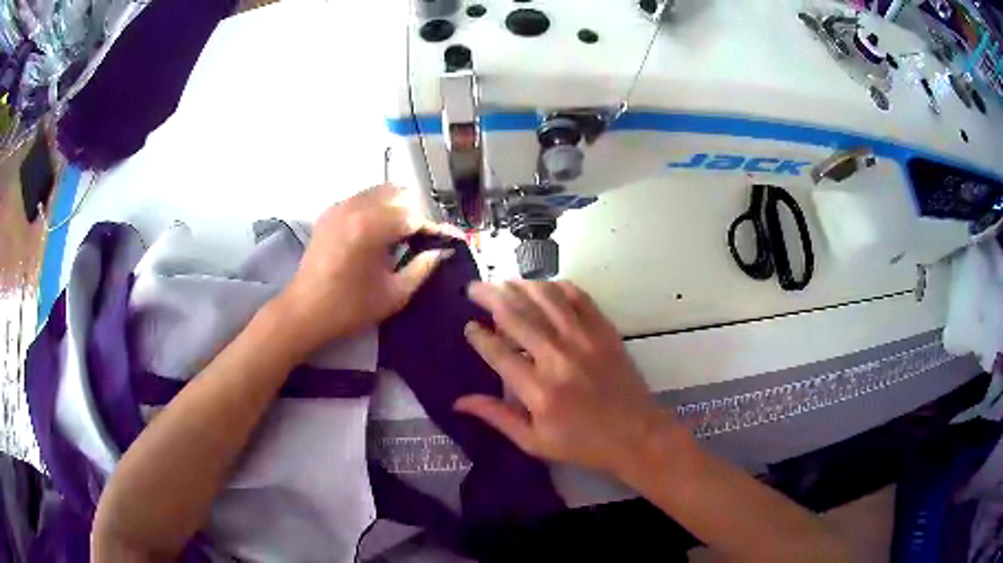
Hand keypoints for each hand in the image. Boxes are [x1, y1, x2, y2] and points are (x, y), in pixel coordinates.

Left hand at [275, 185, 458, 357]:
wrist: (304, 312)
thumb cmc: (350, 309)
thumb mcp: (394, 294)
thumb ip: (423, 268)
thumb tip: (444, 250)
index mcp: (371, 227)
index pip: (414, 216)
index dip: (434, 229)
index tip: (448, 241)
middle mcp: (355, 207)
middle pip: (399, 195)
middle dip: (415, 214)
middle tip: (422, 239)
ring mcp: (339, 207)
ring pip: (380, 192)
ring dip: (396, 208)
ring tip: (401, 235)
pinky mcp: (329, 212)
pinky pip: (362, 198)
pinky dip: (376, 208)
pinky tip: (377, 232)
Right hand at [456, 280, 675, 477]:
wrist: (637, 435)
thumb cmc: (583, 444)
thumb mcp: (534, 442)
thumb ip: (497, 417)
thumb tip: (458, 401)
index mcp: (538, 391)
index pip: (498, 352)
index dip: (478, 335)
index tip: (468, 326)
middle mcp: (559, 358)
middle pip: (517, 316)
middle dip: (490, 297)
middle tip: (474, 288)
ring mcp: (585, 340)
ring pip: (546, 299)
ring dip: (520, 285)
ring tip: (504, 282)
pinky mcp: (605, 332)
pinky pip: (579, 297)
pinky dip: (558, 287)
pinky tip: (545, 286)